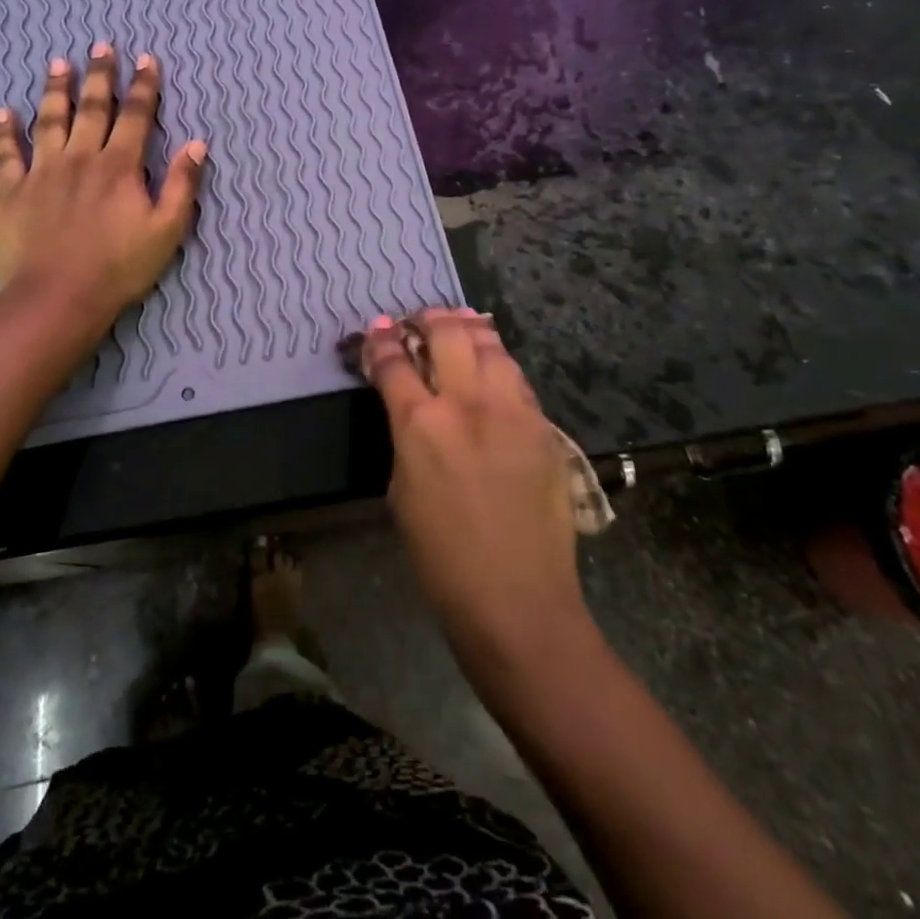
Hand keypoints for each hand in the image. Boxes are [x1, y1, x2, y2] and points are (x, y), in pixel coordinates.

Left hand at [0, 42, 205, 323]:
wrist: (58, 298)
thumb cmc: (119, 268)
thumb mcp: (167, 230)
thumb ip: (182, 185)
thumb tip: (197, 144)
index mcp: (120, 166)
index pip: (136, 116)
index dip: (143, 86)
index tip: (146, 59)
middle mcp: (81, 158)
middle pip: (92, 108)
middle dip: (100, 76)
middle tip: (101, 46)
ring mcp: (42, 172)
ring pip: (49, 120)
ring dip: (55, 90)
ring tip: (58, 64)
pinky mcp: (12, 191)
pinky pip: (5, 154)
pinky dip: (3, 132)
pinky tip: (1, 112)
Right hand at [363, 309, 591, 671]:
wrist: (518, 601)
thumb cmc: (442, 560)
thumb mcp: (401, 492)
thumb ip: (407, 438)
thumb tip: (410, 409)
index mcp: (421, 424)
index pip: (394, 363)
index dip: (380, 340)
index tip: (376, 328)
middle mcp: (467, 404)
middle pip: (446, 335)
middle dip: (427, 319)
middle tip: (417, 319)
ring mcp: (512, 410)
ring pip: (489, 344)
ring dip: (468, 328)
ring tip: (458, 321)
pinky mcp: (543, 425)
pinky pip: (516, 377)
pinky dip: (498, 360)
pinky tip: (492, 361)